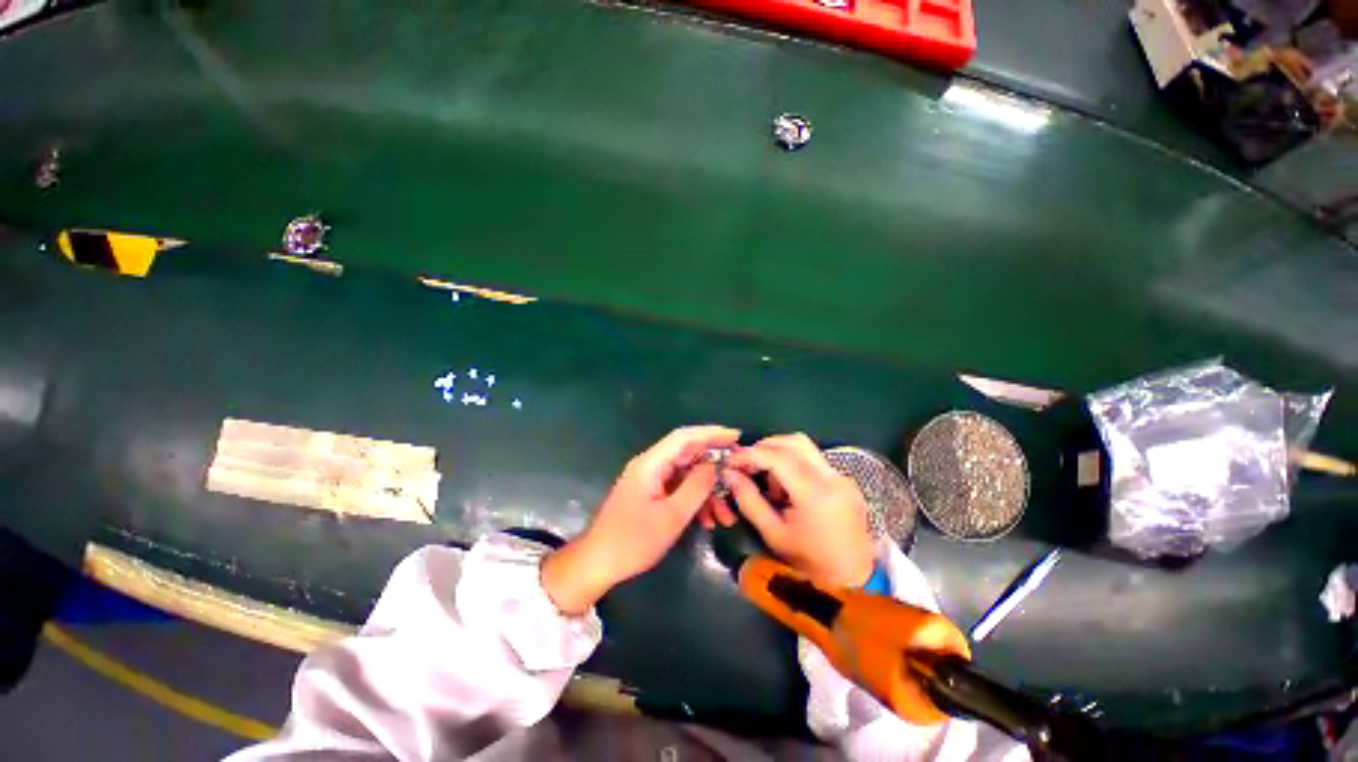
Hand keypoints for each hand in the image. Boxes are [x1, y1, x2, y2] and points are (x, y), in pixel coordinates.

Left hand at [542, 425, 739, 613]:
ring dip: (707, 491)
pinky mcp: (650, 494)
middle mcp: (651, 465)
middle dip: (715, 466)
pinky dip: (694, 501)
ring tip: (726, 514)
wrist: (597, 564)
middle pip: (688, 455)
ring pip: (686, 475)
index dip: (711, 433)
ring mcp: (650, 480)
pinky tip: (708, 521)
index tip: (736, 436)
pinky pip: (678, 489)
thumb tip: (715, 464)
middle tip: (739, 474)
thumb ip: (696, 487)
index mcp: (651, 463)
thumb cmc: (633, 540)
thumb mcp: (671, 516)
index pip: (685, 437)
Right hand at [726, 433, 874, 587]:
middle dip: (765, 448)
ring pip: (804, 447)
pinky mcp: (845, 480)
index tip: (732, 461)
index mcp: (815, 494)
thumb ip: (749, 500)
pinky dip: (793, 463)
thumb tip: (730, 474)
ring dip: (779, 453)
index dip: (751, 454)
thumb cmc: (809, 561)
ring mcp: (841, 477)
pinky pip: (813, 459)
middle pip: (793, 442)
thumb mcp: (773, 534)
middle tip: (747, 464)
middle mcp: (832, 477)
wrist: (853, 580)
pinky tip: (786, 486)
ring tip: (767, 479)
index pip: (778, 457)